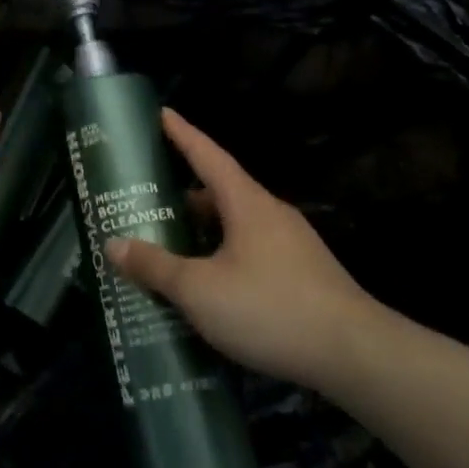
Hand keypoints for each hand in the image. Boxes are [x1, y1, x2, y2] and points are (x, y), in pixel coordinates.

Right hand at [105, 109, 381, 388]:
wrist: (355, 354)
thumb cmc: (270, 308)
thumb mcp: (199, 290)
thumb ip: (155, 266)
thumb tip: (114, 244)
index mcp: (246, 204)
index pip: (208, 155)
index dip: (182, 134)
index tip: (162, 113)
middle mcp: (271, 214)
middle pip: (220, 193)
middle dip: (184, 195)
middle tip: (148, 202)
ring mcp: (291, 245)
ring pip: (236, 227)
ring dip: (204, 232)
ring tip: (172, 247)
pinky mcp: (303, 275)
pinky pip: (252, 253)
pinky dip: (223, 257)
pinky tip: (210, 287)